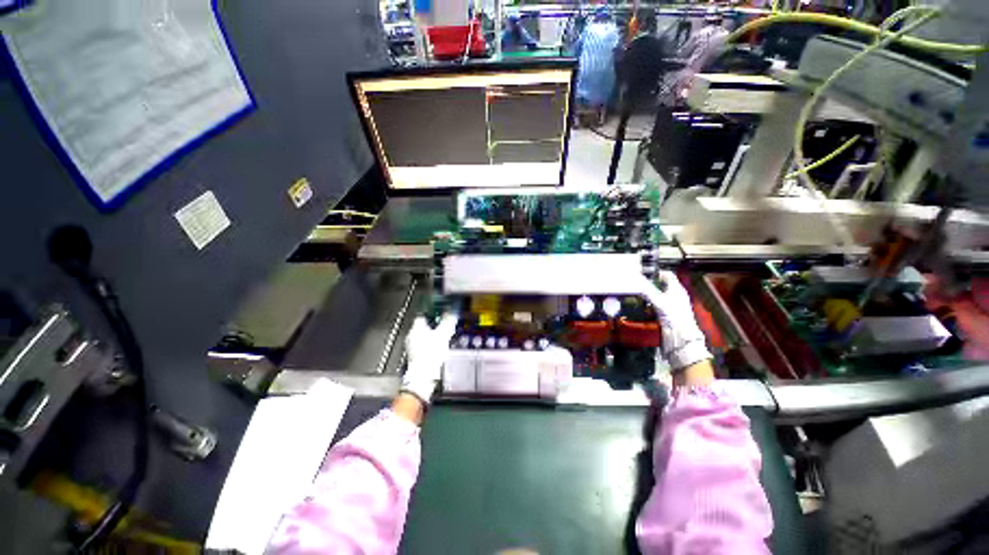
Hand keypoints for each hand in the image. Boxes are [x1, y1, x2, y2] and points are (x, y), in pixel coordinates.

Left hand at [401, 313, 457, 405]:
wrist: (424, 377)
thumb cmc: (431, 354)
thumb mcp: (443, 334)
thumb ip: (447, 321)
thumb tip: (452, 312)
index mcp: (416, 328)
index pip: (423, 314)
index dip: (433, 312)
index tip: (441, 312)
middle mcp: (412, 336)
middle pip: (424, 325)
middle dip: (434, 324)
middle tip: (445, 324)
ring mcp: (412, 347)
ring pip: (424, 336)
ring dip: (433, 335)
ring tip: (444, 336)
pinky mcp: (416, 357)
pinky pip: (424, 346)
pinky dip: (431, 345)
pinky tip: (440, 348)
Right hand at [638, 270, 711, 372]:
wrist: (680, 338)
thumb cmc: (674, 317)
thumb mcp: (659, 301)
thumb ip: (647, 290)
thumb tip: (636, 278)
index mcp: (677, 289)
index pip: (667, 274)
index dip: (655, 272)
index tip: (642, 273)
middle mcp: (675, 295)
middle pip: (660, 284)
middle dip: (649, 283)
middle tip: (636, 283)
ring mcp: (671, 305)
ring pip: (656, 294)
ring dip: (647, 294)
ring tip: (636, 293)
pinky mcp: (666, 314)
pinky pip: (654, 304)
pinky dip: (647, 304)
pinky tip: (641, 306)